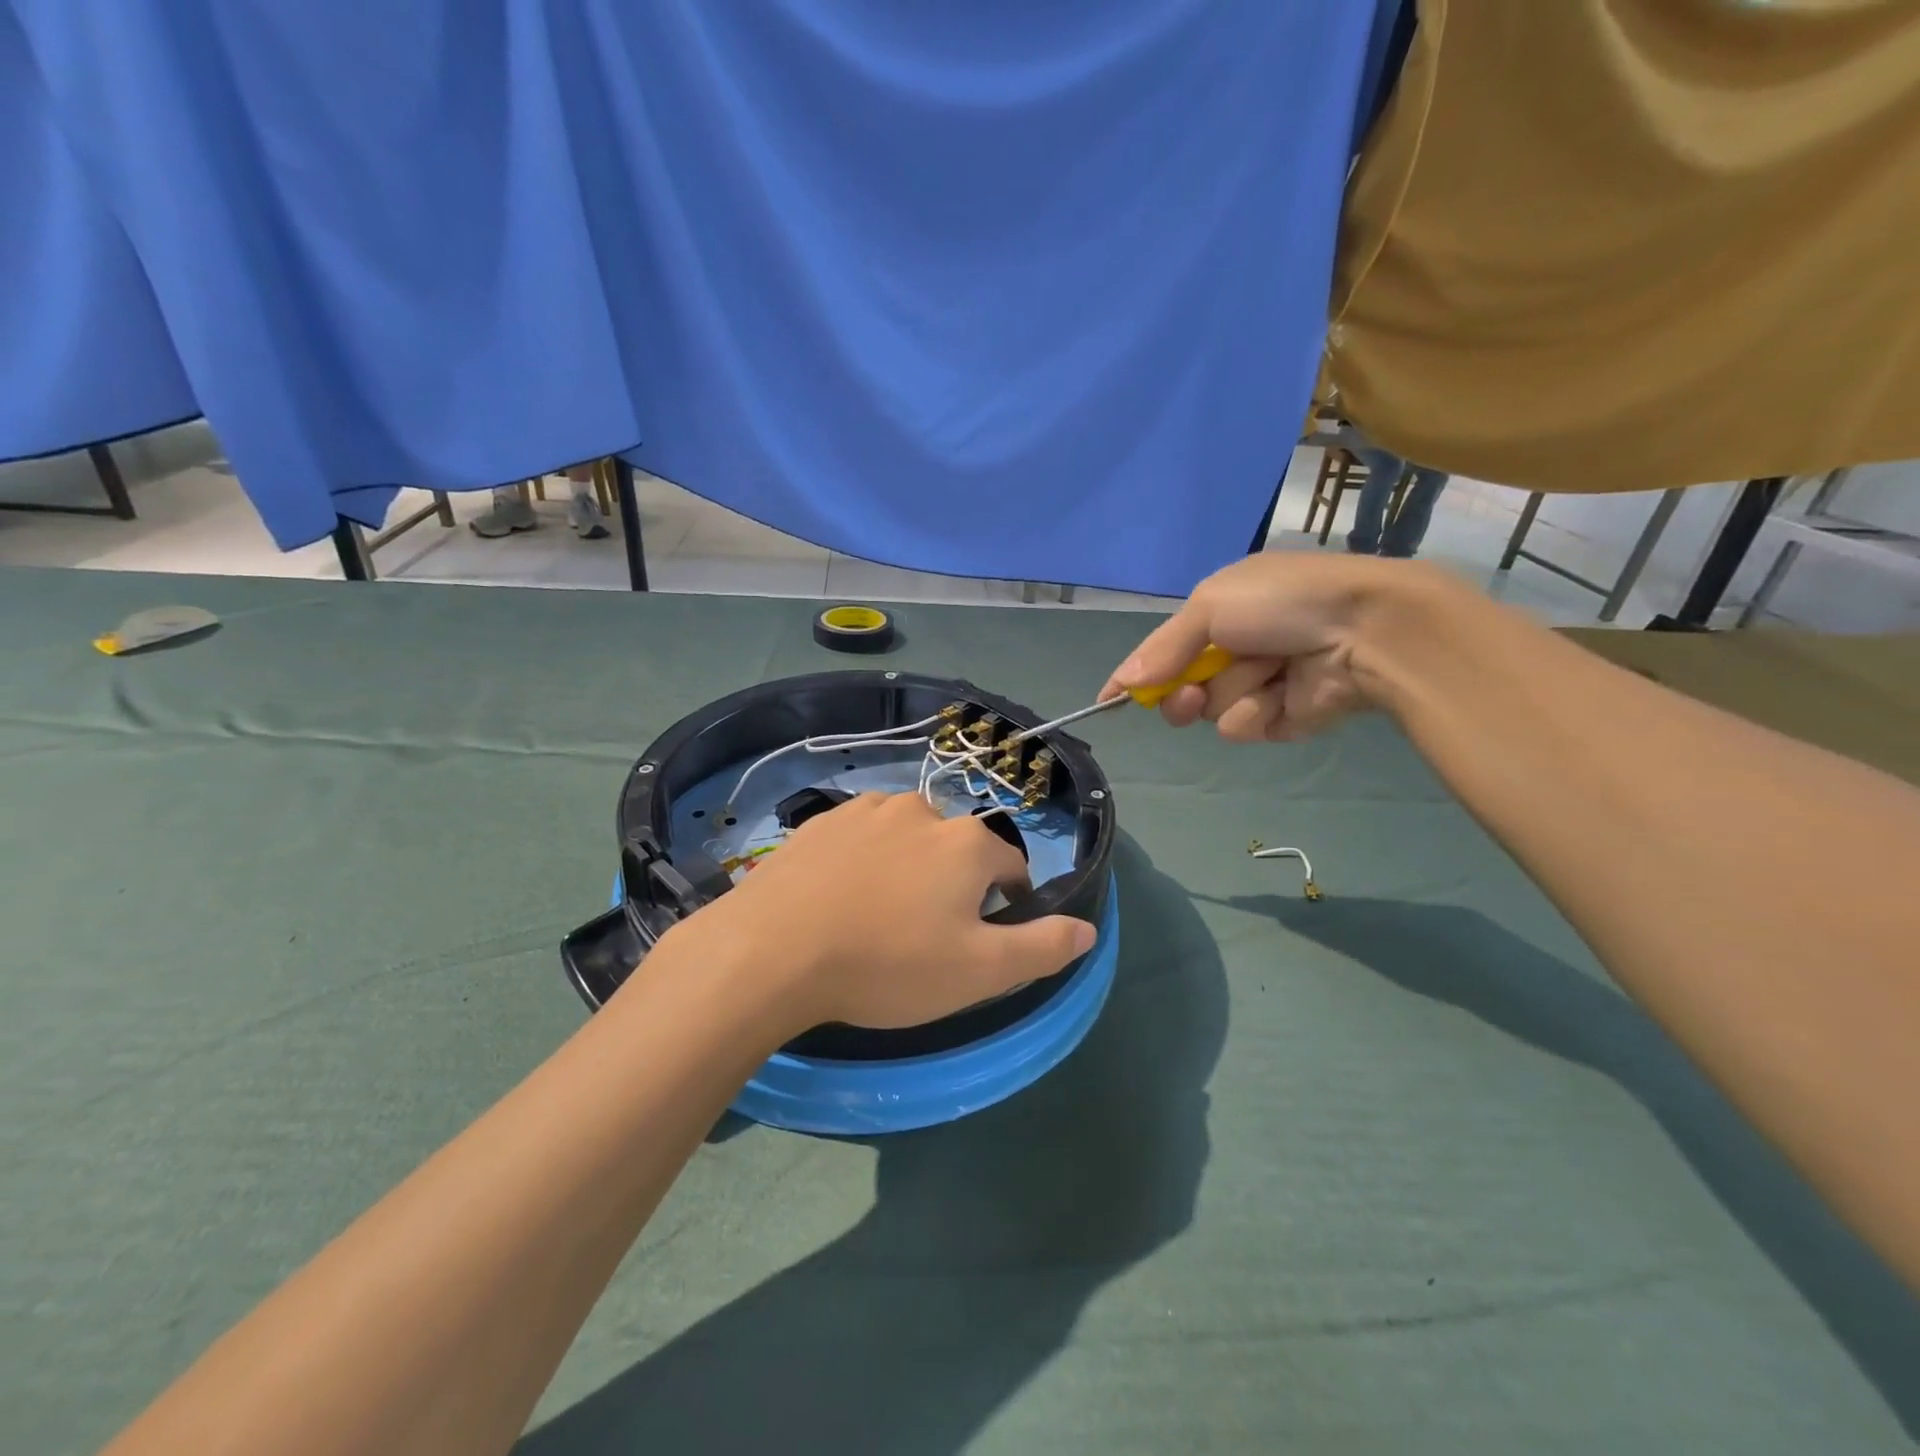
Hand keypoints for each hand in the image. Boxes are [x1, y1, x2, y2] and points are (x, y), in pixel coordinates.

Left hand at [672, 793, 1095, 1032]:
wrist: (771, 949)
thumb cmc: (887, 964)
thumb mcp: (978, 972)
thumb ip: (1042, 947)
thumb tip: (1088, 929)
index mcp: (966, 843)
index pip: (1009, 867)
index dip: (1003, 905)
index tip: (977, 941)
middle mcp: (922, 810)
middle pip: (956, 850)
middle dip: (952, 886)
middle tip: (922, 937)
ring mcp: (867, 809)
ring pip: (907, 840)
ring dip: (907, 869)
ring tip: (878, 918)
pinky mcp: (821, 821)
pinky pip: (861, 838)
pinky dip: (863, 862)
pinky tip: (839, 899)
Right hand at [1104, 553, 1438, 742]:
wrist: (1366, 629)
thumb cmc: (1282, 603)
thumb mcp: (1211, 605)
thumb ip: (1163, 648)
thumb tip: (1120, 683)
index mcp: (1221, 613)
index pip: (1164, 650)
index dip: (1137, 674)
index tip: (1109, 700)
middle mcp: (1236, 650)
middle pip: (1181, 689)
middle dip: (1179, 694)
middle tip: (1187, 694)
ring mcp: (1259, 686)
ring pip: (1212, 710)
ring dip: (1231, 693)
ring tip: (1269, 672)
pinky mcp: (1282, 719)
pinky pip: (1244, 727)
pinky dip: (1258, 712)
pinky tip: (1285, 695)